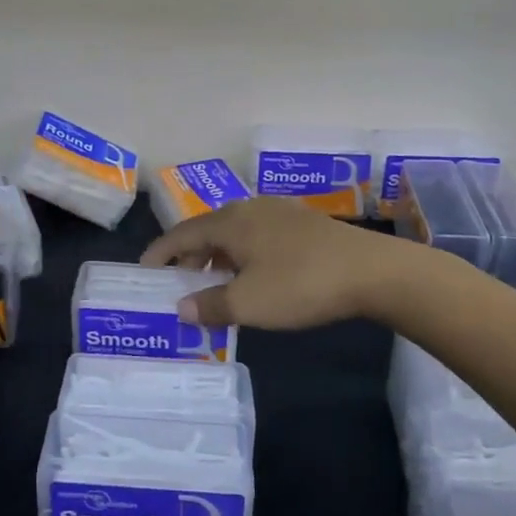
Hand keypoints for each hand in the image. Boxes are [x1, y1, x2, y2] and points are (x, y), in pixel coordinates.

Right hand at [140, 197, 442, 329]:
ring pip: (235, 231)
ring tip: (215, 281)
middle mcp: (249, 208)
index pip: (182, 232)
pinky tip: (255, 274)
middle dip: (190, 254)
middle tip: (180, 280)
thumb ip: (211, 305)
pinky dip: (243, 252)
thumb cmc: (300, 284)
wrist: (371, 270)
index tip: (145, 268)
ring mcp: (278, 211)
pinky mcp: (302, 222)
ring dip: (218, 255)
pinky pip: (257, 234)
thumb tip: (181, 306)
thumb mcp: (249, 303)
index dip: (161, 251)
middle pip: (208, 228)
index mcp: (230, 222)